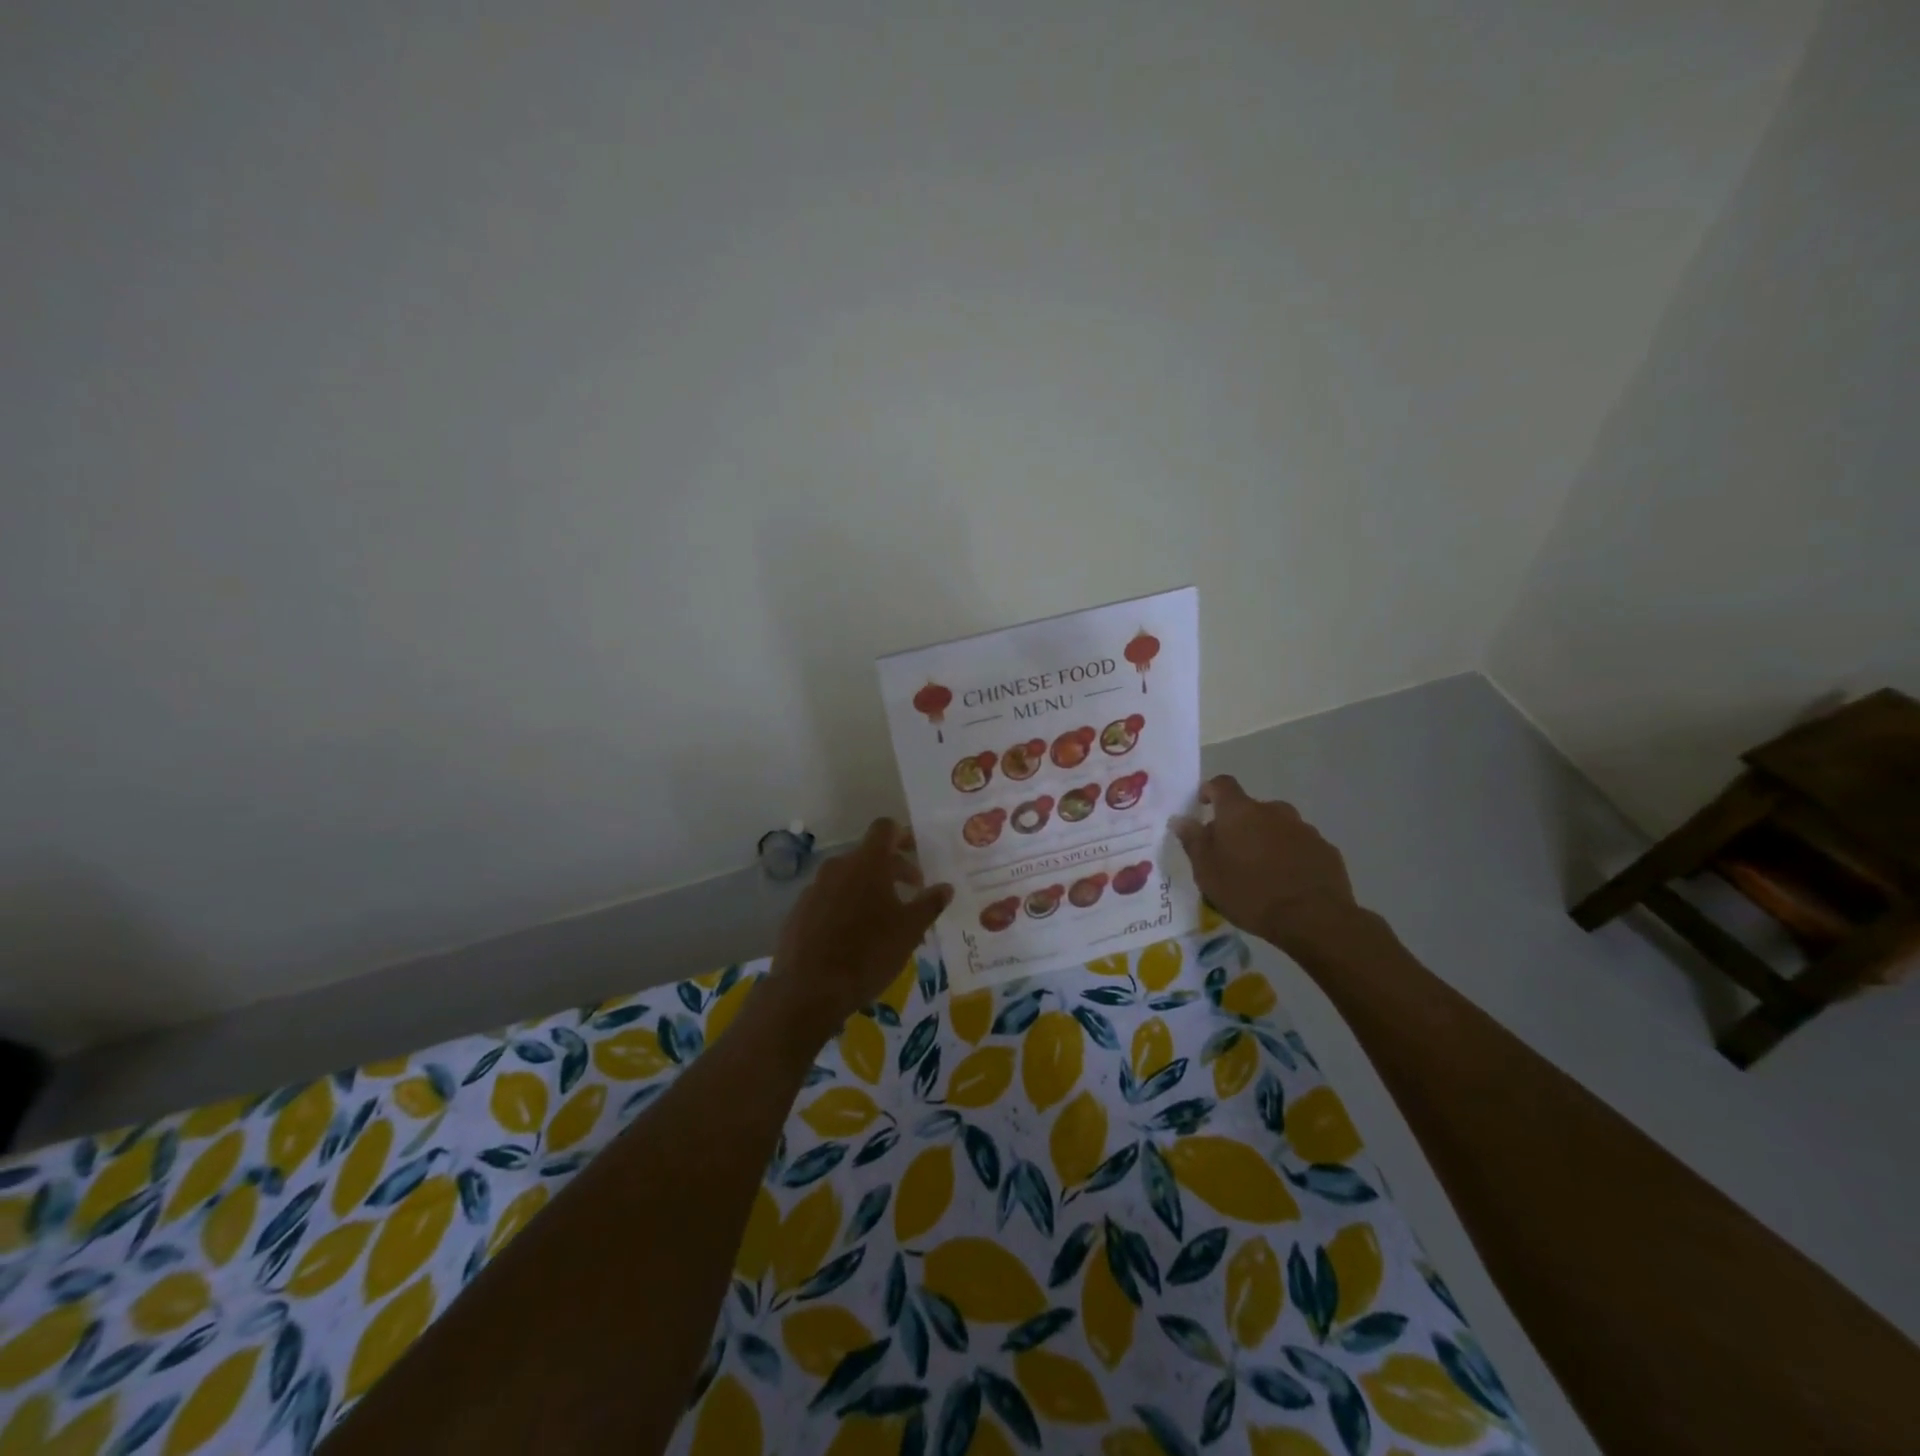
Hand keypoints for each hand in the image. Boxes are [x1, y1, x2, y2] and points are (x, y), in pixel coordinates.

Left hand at [762, 818, 951, 1047]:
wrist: (808, 989)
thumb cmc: (868, 953)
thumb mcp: (909, 931)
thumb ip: (930, 904)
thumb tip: (945, 887)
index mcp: (867, 863)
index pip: (885, 828)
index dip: (903, 835)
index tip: (917, 853)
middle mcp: (838, 867)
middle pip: (868, 855)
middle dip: (892, 869)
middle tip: (912, 893)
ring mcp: (814, 888)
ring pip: (848, 879)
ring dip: (869, 890)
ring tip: (886, 920)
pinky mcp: (799, 911)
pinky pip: (829, 899)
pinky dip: (846, 907)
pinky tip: (854, 937)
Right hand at [1172, 776, 1360, 957]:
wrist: (1313, 918)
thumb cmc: (1249, 892)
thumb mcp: (1207, 871)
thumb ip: (1193, 841)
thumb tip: (1180, 819)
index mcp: (1239, 812)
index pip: (1222, 784)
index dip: (1210, 791)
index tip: (1203, 806)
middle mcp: (1273, 811)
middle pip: (1251, 809)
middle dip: (1239, 825)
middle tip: (1231, 854)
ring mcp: (1304, 829)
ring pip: (1277, 828)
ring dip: (1266, 841)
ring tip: (1261, 873)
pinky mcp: (1326, 850)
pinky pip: (1300, 846)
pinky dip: (1290, 857)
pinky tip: (1288, 883)